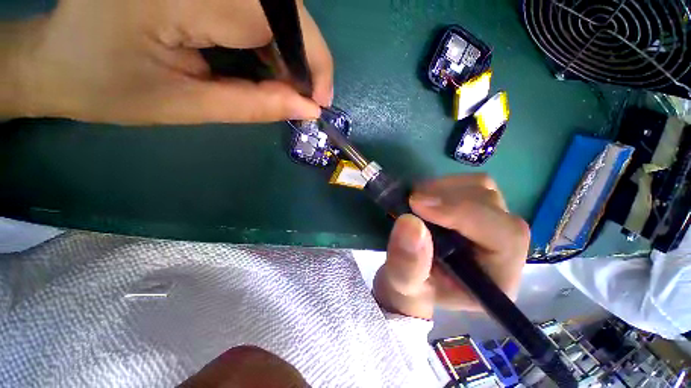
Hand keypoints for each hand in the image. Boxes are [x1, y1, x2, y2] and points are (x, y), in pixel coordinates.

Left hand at [4, 0, 331, 123]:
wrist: (59, 58)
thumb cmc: (109, 88)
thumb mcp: (187, 106)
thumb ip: (254, 106)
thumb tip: (308, 108)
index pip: (277, 18)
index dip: (312, 60)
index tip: (320, 100)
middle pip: (282, 7)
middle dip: (304, 56)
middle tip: (304, 97)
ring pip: (274, 5)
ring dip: (289, 50)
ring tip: (283, 85)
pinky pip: (256, 5)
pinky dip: (270, 38)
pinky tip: (263, 63)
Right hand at [373, 174, 528, 319]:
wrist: (410, 278)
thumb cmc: (411, 289)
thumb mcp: (402, 285)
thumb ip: (406, 264)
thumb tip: (410, 223)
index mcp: (497, 277)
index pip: (504, 236)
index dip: (462, 214)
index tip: (417, 205)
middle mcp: (504, 248)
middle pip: (493, 206)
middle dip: (448, 199)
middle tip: (411, 202)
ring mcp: (491, 223)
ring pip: (483, 188)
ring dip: (444, 189)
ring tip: (416, 202)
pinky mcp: (475, 208)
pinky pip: (470, 184)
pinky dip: (444, 184)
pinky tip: (425, 198)